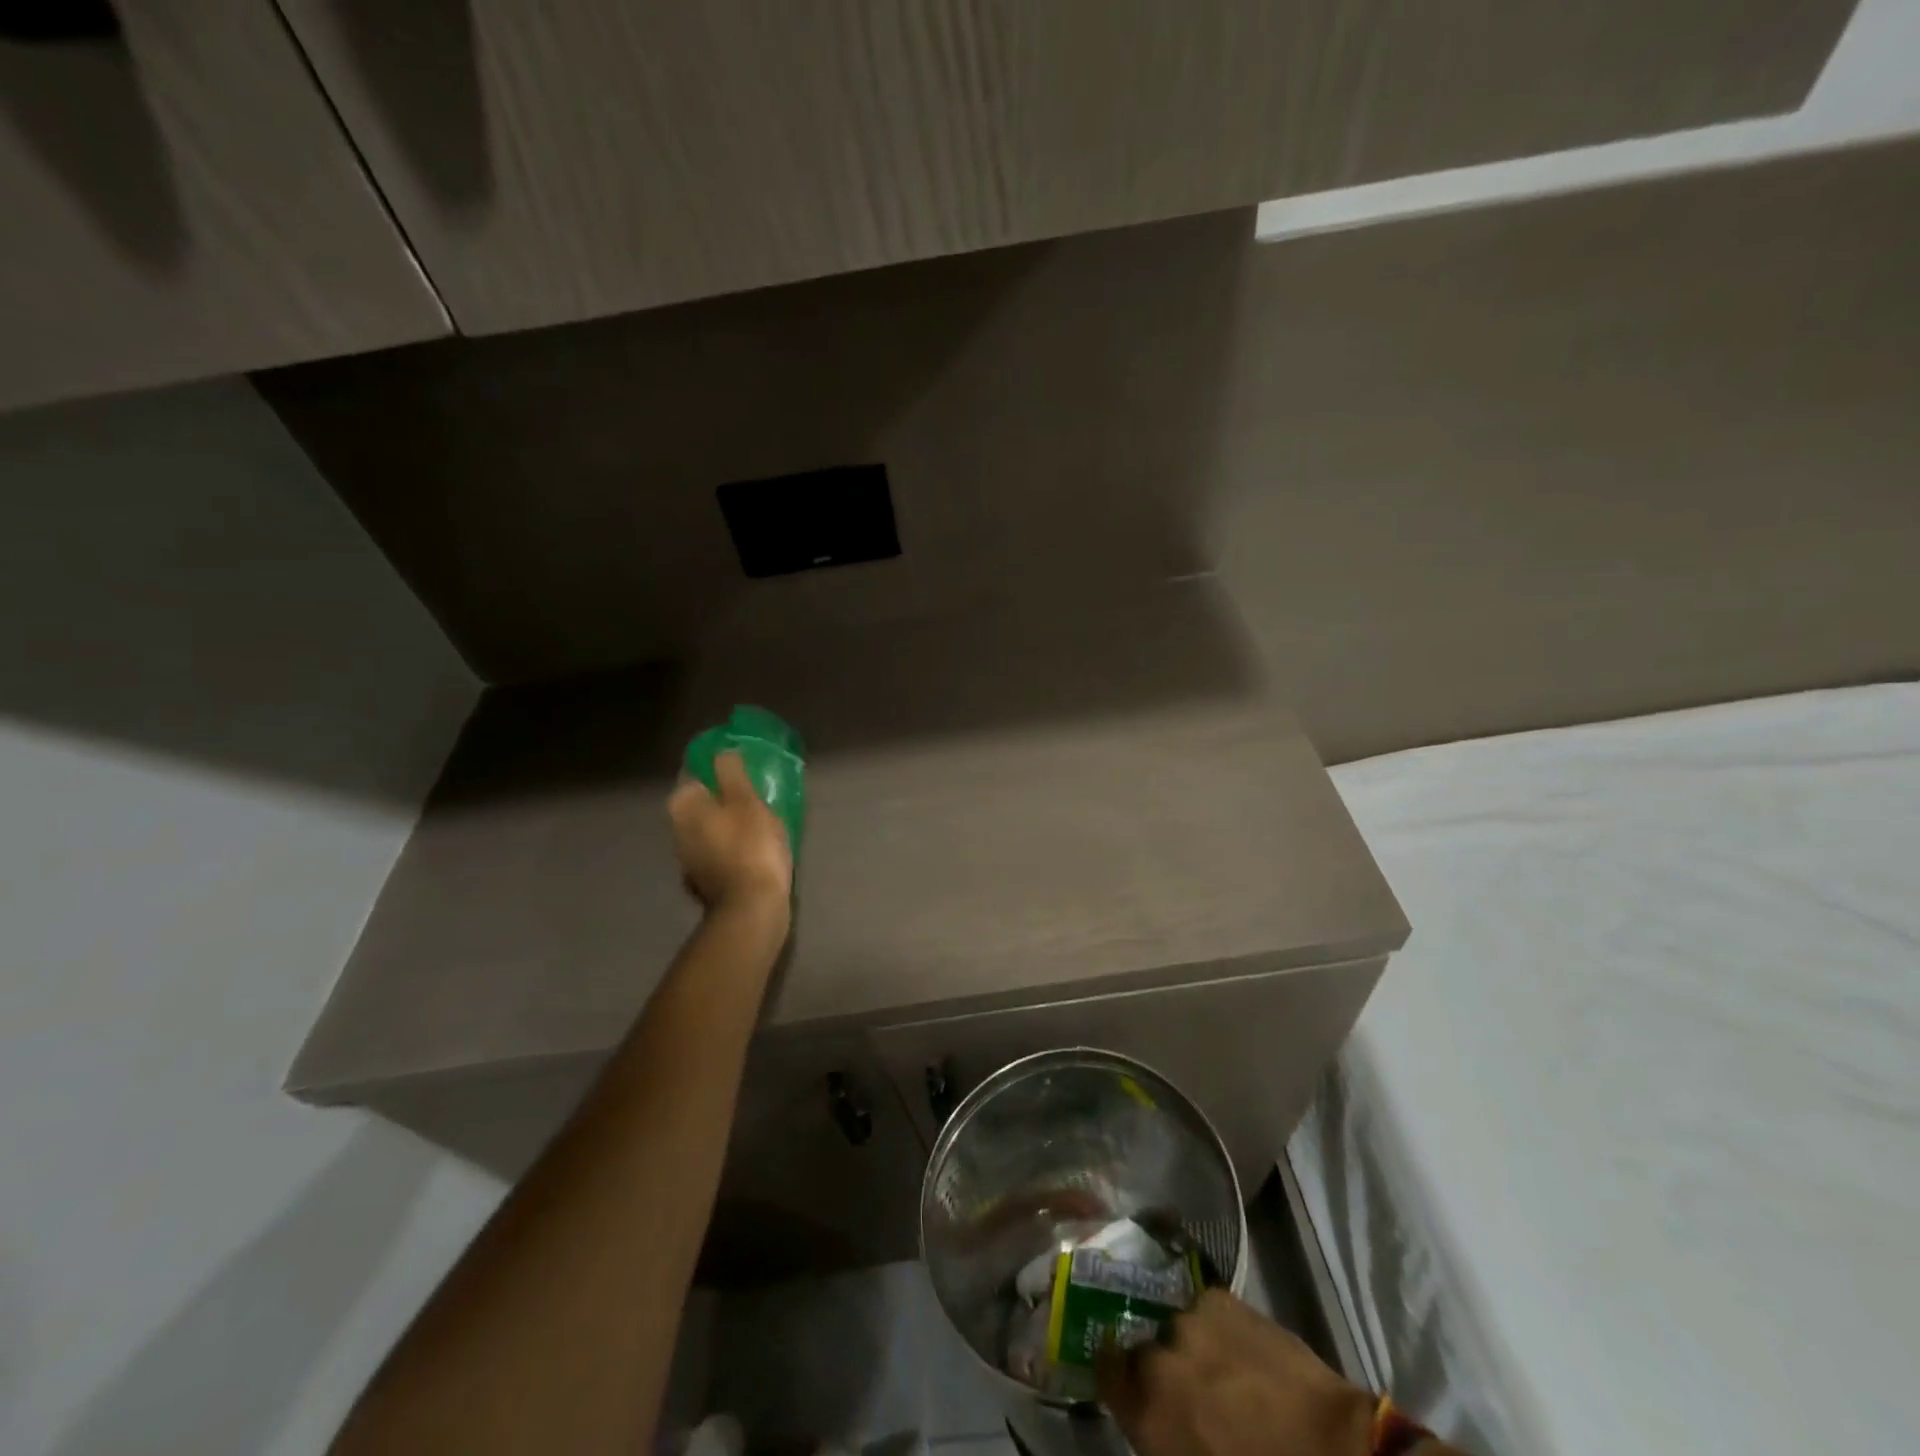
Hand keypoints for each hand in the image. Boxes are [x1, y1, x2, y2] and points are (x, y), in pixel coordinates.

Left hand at [667, 751, 792, 916]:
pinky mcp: (703, 880)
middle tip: (756, 790)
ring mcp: (687, 857)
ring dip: (728, 820)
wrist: (752, 908)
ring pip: (709, 826)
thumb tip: (722, 752)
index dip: (719, 765)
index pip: (696, 771)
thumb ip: (732, 771)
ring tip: (760, 817)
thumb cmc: (751, 846)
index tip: (744, 765)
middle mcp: (676, 829)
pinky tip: (752, 846)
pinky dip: (731, 844)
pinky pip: (718, 850)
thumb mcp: (747, 800)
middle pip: (702, 800)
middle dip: (724, 794)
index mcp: (683, 805)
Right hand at [1098, 1290, 1374, 1455]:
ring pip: (1175, 1329)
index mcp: (1147, 1405)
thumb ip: (1164, 1438)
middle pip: (1143, 1350)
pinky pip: (1204, 1312)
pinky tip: (1238, 1353)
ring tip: (1220, 1374)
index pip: (1106, 1371)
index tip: (1127, 1387)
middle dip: (1160, 1369)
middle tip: (1189, 1397)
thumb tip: (1158, 1418)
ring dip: (1189, 1348)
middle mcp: (1157, 1352)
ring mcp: (1188, 1318)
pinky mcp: (1221, 1297)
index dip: (1115, 1378)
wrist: (1333, 1452)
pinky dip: (1214, 1331)